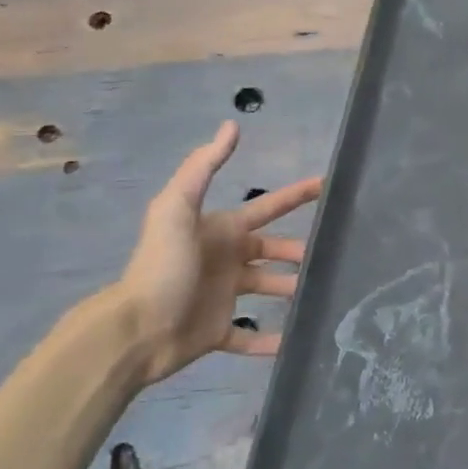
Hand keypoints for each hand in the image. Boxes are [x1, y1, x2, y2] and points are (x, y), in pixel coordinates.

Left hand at [116, 123, 322, 385]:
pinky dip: (270, 341)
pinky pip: (250, 337)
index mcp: (221, 231)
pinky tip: (295, 343)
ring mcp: (222, 297)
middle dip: (299, 251)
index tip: (327, 187)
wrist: (135, 329)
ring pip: (267, 289)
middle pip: (272, 251)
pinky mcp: (217, 332)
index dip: (295, 196)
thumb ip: (203, 167)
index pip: (266, 208)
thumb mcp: (177, 208)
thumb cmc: (163, 266)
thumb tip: (232, 125)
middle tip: (332, 256)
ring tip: (322, 296)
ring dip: (291, 291)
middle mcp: (226, 260)